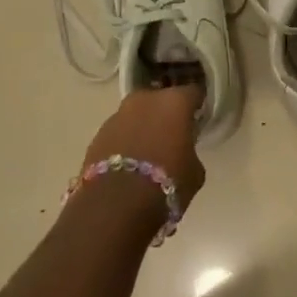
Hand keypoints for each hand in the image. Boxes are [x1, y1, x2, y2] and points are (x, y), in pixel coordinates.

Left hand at [82, 85, 205, 208]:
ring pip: (136, 115)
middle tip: (171, 135)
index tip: (198, 117)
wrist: (116, 203)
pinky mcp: (98, 133)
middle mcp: (145, 99)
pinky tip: (129, 163)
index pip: (193, 93)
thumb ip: (190, 152)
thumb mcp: (194, 171)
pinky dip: (124, 142)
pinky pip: (119, 133)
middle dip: (165, 113)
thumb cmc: (167, 182)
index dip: (196, 105)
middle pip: (160, 99)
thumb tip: (183, 151)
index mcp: (175, 102)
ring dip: (142, 127)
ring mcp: (118, 114)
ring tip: (147, 152)